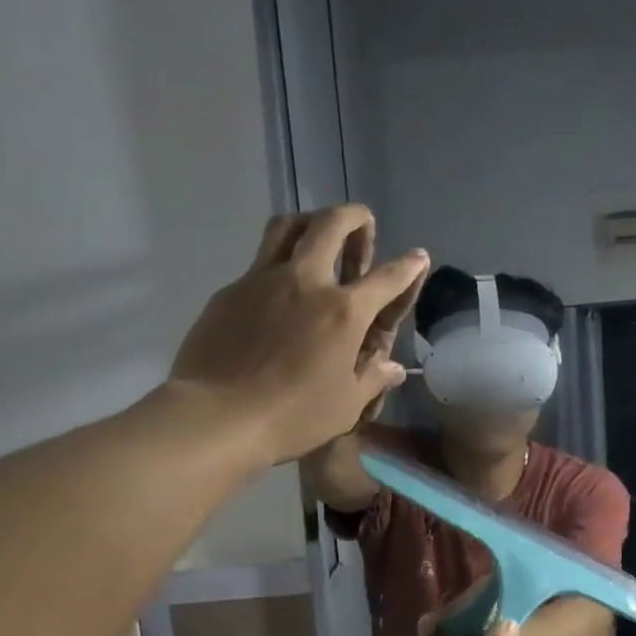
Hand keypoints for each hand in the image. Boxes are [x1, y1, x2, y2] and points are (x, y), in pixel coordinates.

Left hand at [169, 207, 428, 463]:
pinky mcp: (230, 291)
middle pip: (332, 224)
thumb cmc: (292, 416)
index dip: (408, 266)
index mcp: (344, 312)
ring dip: (310, 222)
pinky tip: (276, 292)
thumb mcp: (345, 406)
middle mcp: (306, 282)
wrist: (217, 416)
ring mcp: (263, 280)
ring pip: (287, 226)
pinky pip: (258, 262)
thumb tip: (393, 368)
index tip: (418, 257)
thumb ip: (372, 379)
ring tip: (317, 234)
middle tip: (362, 227)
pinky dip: (276, 264)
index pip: (387, 278)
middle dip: (354, 218)